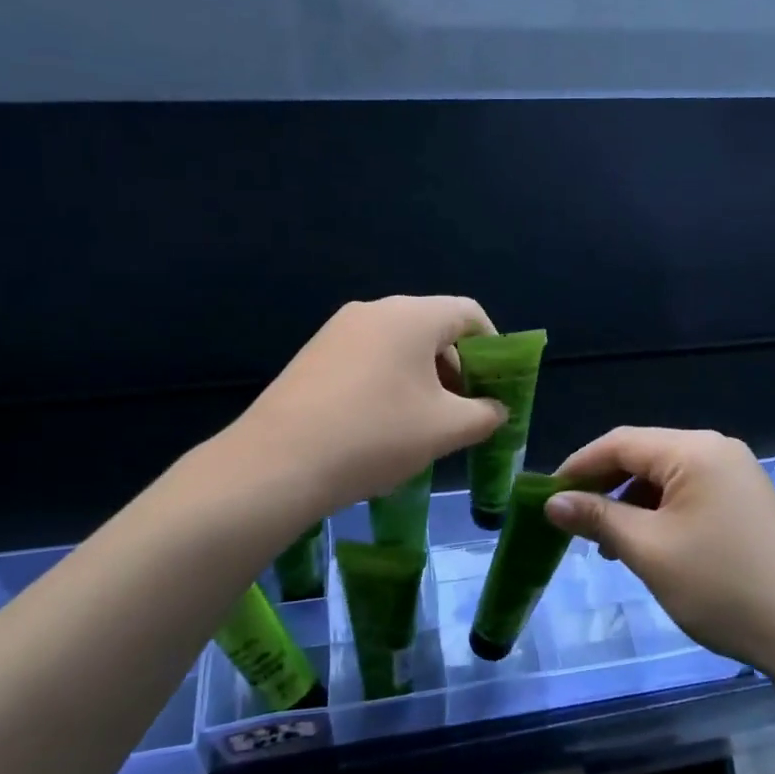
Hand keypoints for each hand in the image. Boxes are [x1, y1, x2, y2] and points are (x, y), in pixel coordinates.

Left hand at [222, 296, 507, 511]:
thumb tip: (496, 409)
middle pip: (434, 328)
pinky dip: (389, 382)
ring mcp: (339, 330)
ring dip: (424, 378)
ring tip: (423, 424)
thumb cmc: (376, 435)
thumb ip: (485, 414)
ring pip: (400, 345)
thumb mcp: (446, 429)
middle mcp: (375, 310)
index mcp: (412, 316)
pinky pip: (368, 357)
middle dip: (458, 368)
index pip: (469, 314)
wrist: (277, 463)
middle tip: (463, 412)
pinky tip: (381, 425)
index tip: (497, 387)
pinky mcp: (314, 354)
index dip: (494, 348)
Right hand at [544, 427, 774, 674]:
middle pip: (643, 455)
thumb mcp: (649, 551)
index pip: (620, 442)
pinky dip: (660, 514)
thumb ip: (599, 518)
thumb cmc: (722, 586)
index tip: (546, 496)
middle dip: (604, 486)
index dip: (578, 465)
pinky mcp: (746, 501)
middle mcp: (716, 450)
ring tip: (607, 545)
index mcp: (694, 450)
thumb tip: (552, 502)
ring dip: (630, 504)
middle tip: (571, 522)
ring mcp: (736, 475)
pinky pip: (689, 494)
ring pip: (665, 477)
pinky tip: (647, 547)